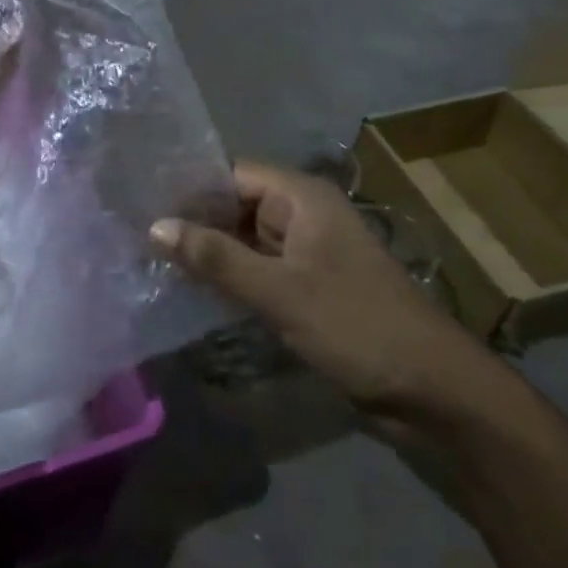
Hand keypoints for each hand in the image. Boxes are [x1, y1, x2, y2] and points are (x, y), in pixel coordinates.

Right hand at [151, 162, 492, 414]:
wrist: (433, 393)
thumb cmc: (357, 326)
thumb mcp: (279, 290)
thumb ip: (216, 257)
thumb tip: (155, 226)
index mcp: (301, 198)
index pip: (231, 174)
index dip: (189, 187)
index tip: (141, 201)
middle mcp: (302, 217)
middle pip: (235, 207)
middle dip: (192, 222)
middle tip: (134, 235)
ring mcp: (306, 255)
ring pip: (244, 242)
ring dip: (208, 254)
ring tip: (149, 260)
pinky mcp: (307, 290)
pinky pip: (257, 273)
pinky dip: (229, 279)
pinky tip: (190, 291)